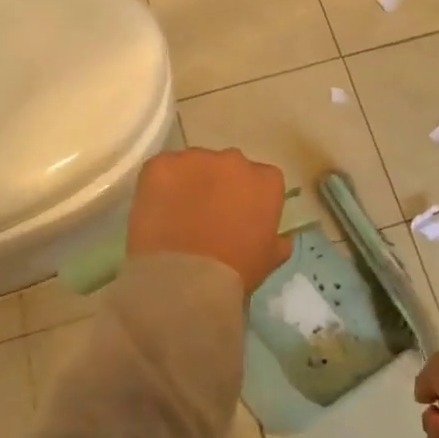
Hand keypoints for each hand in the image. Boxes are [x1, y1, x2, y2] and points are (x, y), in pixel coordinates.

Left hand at [126, 148, 291, 296]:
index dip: (248, 198)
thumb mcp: (268, 261)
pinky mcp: (161, 164)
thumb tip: (283, 238)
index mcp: (265, 181)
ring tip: (176, 214)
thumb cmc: (235, 272)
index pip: (262, 179)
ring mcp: (195, 158)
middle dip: (219, 185)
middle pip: (227, 167)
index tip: (238, 217)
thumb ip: (278, 242)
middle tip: (205, 216)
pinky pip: (161, 169)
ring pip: (193, 165)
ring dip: (188, 183)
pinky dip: (159, 185)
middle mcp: (234, 160)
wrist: (186, 279)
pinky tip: (155, 209)